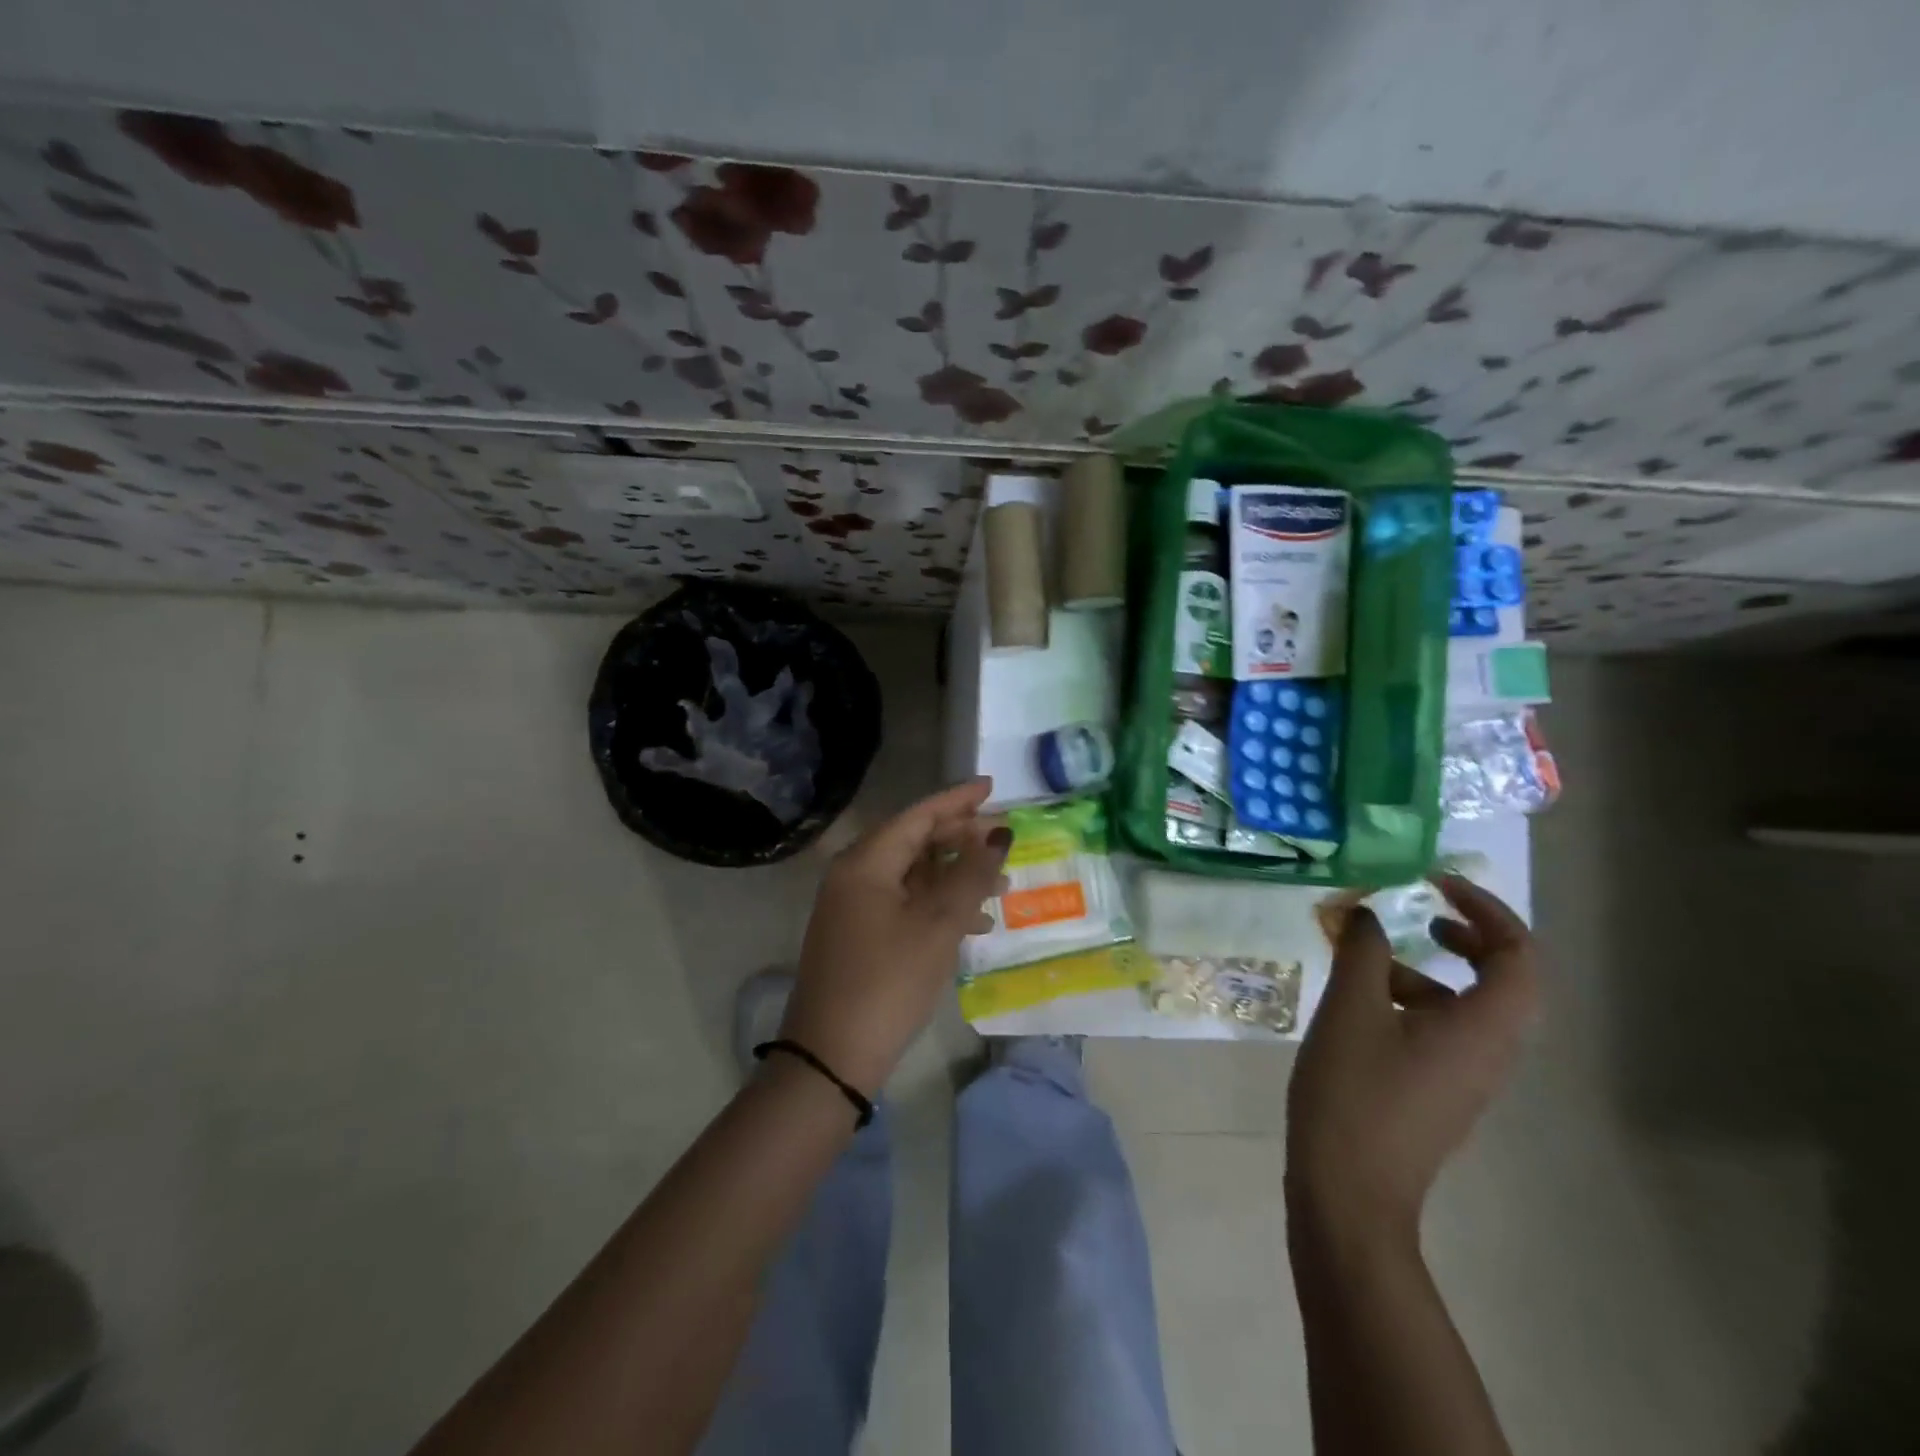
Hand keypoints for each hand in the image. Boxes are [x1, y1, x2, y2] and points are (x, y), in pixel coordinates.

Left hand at [779, 778, 1010, 1095]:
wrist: (832, 1057)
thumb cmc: (888, 982)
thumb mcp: (938, 925)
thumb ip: (971, 875)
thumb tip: (998, 834)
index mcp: (866, 862)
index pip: (918, 815)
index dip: (958, 800)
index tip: (992, 786)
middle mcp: (854, 875)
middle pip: (914, 841)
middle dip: (961, 840)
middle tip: (1003, 842)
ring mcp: (853, 906)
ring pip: (913, 875)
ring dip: (955, 876)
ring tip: (1001, 886)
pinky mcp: (858, 935)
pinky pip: (904, 902)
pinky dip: (938, 904)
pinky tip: (973, 924)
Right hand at [1287, 875, 1539, 1242]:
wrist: (1350, 1190)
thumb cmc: (1354, 1091)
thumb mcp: (1350, 1008)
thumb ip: (1363, 950)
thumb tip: (1367, 913)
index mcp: (1483, 1027)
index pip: (1519, 954)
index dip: (1485, 909)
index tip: (1434, 883)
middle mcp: (1492, 1051)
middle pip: (1507, 979)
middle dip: (1469, 935)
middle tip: (1425, 911)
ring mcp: (1469, 1076)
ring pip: (1471, 1005)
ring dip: (1431, 969)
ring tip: (1370, 959)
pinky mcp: (1441, 1091)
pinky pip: (1446, 1029)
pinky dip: (1415, 1001)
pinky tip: (1360, 1005)